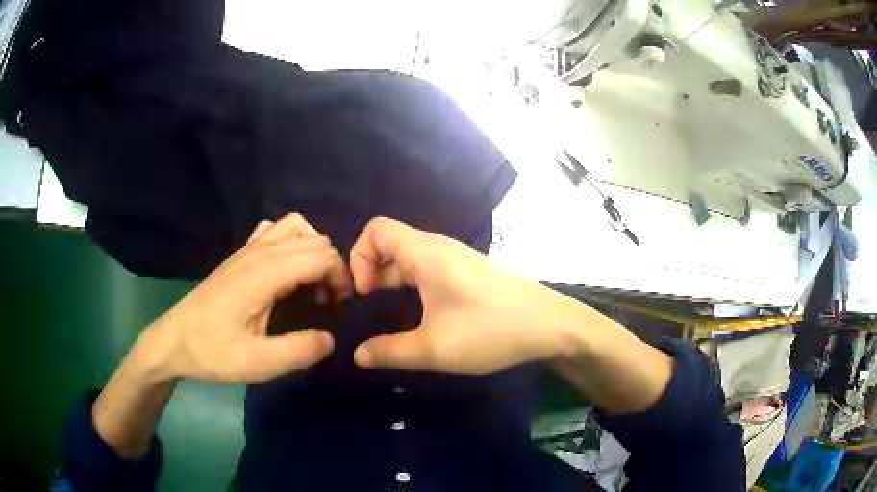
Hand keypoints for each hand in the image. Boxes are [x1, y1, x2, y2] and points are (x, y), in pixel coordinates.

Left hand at [133, 214, 351, 383]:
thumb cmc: (213, 352)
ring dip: (312, 250)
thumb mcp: (258, 364)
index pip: (322, 255)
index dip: (341, 278)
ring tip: (309, 284)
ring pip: (295, 227)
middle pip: (314, 239)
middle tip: (327, 304)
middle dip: (332, 267)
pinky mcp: (238, 256)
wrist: (173, 341)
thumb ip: (299, 351)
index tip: (338, 308)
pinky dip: (290, 243)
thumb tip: (331, 338)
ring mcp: (246, 250)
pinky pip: (273, 231)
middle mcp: (259, 252)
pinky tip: (284, 273)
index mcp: (265, 273)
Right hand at [349, 217, 580, 374]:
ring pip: (410, 256)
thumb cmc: (489, 331)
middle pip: (390, 241)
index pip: (377, 228)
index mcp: (427, 253)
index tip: (365, 293)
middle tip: (369, 305)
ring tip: (388, 311)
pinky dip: (411, 283)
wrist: (550, 326)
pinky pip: (428, 268)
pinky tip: (419, 312)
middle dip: (370, 269)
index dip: (359, 256)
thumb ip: (389, 352)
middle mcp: (440, 248)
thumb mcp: (433, 349)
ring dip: (391, 278)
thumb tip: (357, 356)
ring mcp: (457, 260)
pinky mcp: (469, 273)